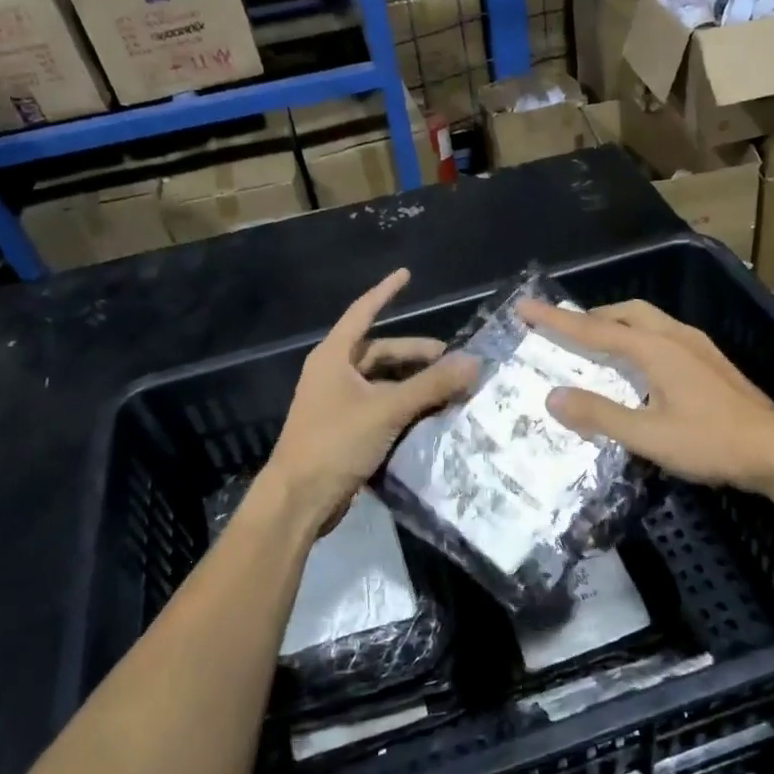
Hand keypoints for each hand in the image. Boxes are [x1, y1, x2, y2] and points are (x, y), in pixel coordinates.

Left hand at [263, 269, 477, 523]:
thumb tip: (474, 363)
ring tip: (448, 389)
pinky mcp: (345, 430)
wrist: (299, 499)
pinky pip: (380, 407)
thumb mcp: (387, 409)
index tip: (407, 275)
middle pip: (379, 352)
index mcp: (334, 357)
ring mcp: (337, 404)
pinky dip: (404, 406)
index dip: (385, 292)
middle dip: (415, 354)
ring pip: (382, 383)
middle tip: (452, 361)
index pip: (363, 312)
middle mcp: (334, 374)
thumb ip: (431, 385)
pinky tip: (429, 415)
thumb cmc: (336, 442)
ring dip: (413, 383)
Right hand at [517, 298, 773, 490]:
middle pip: (625, 312)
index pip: (595, 329)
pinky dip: (638, 336)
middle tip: (564, 328)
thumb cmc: (711, 443)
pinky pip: (663, 334)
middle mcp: (676, 337)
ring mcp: (698, 346)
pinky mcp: (711, 361)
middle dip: (590, 316)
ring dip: (616, 323)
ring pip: (648, 320)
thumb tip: (553, 397)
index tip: (525, 307)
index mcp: (656, 349)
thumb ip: (600, 415)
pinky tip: (640, 363)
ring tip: (596, 341)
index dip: (556, 320)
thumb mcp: (648, 436)